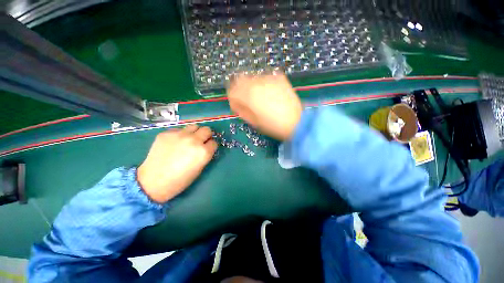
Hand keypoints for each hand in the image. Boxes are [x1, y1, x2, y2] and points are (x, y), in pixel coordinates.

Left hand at [137, 125, 217, 202]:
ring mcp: (180, 135)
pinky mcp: (167, 133)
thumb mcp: (199, 169)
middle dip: (206, 135)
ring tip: (188, 140)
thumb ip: (205, 155)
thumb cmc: (180, 180)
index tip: (208, 148)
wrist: (153, 182)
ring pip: (194, 126)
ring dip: (194, 132)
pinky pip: (179, 130)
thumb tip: (206, 147)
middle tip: (201, 141)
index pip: (214, 142)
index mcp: (203, 151)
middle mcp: (194, 140)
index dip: (211, 146)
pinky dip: (180, 135)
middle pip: (207, 130)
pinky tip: (174, 143)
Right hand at [227, 74, 301, 140]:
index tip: (237, 106)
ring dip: (251, 86)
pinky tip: (269, 92)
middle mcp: (256, 83)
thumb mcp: (254, 122)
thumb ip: (242, 110)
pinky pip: (265, 78)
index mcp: (248, 95)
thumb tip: (237, 104)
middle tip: (246, 100)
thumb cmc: (273, 125)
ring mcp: (268, 79)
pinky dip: (263, 84)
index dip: (233, 99)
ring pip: (252, 78)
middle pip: (239, 80)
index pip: (232, 91)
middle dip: (240, 90)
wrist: (296, 122)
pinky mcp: (279, 78)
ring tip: (259, 97)